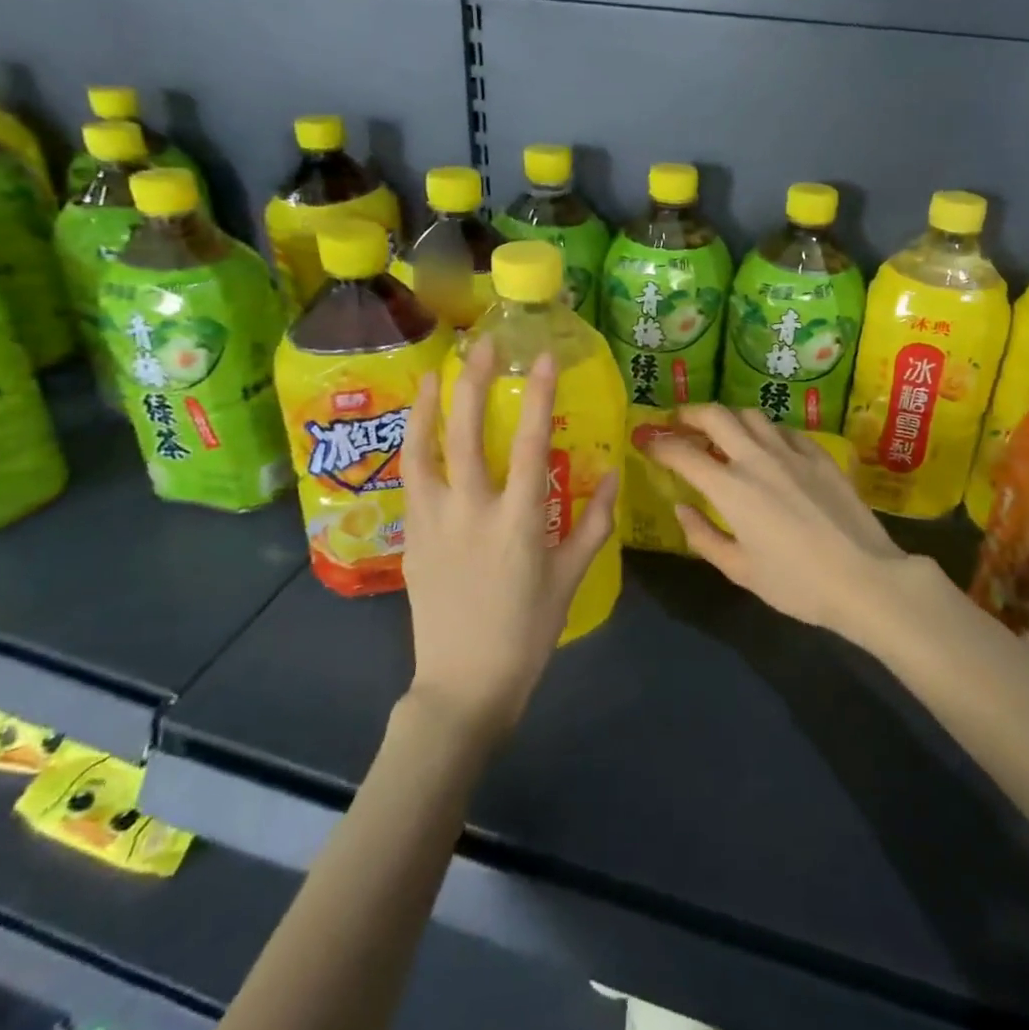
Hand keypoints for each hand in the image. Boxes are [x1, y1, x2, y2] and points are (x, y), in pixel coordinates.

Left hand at [400, 337, 617, 740]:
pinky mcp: (412, 538)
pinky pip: (411, 480)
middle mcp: (472, 513)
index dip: (538, 396)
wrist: (463, 685)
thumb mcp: (571, 579)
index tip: (544, 357)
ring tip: (437, 371)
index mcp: (519, 523)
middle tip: (483, 344)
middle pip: (467, 434)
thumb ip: (594, 524)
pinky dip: (415, 445)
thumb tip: (616, 475)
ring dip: (429, 406)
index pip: (530, 445)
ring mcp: (434, 523)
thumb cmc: (527, 633)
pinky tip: (420, 427)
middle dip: (474, 382)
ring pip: (423, 452)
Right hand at [644, 405, 912, 643]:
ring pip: (752, 415)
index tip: (645, 441)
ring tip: (721, 432)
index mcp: (731, 488)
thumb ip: (703, 536)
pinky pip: (785, 430)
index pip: (683, 453)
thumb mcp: (740, 570)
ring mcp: (792, 452)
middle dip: (690, 414)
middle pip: (716, 415)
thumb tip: (681, 507)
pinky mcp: (819, 455)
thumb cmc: (796, 584)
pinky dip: (765, 432)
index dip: (659, 444)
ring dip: (728, 418)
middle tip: (679, 423)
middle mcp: (757, 459)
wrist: (865, 578)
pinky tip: (767, 447)